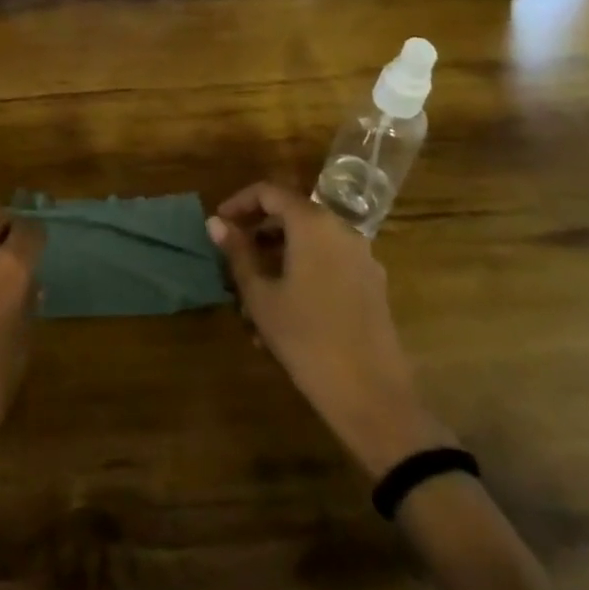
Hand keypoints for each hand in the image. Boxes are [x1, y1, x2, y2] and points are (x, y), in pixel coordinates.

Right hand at [209, 182, 451, 478]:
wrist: (373, 397)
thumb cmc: (306, 338)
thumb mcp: (260, 295)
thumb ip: (238, 253)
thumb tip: (215, 222)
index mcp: (313, 224)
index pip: (269, 192)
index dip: (239, 203)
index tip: (220, 224)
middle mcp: (341, 230)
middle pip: (292, 215)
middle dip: (259, 233)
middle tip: (233, 258)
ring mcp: (361, 258)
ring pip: (309, 243)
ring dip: (278, 257)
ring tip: (252, 293)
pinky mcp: (372, 285)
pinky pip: (328, 264)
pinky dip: (302, 272)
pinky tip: (284, 312)